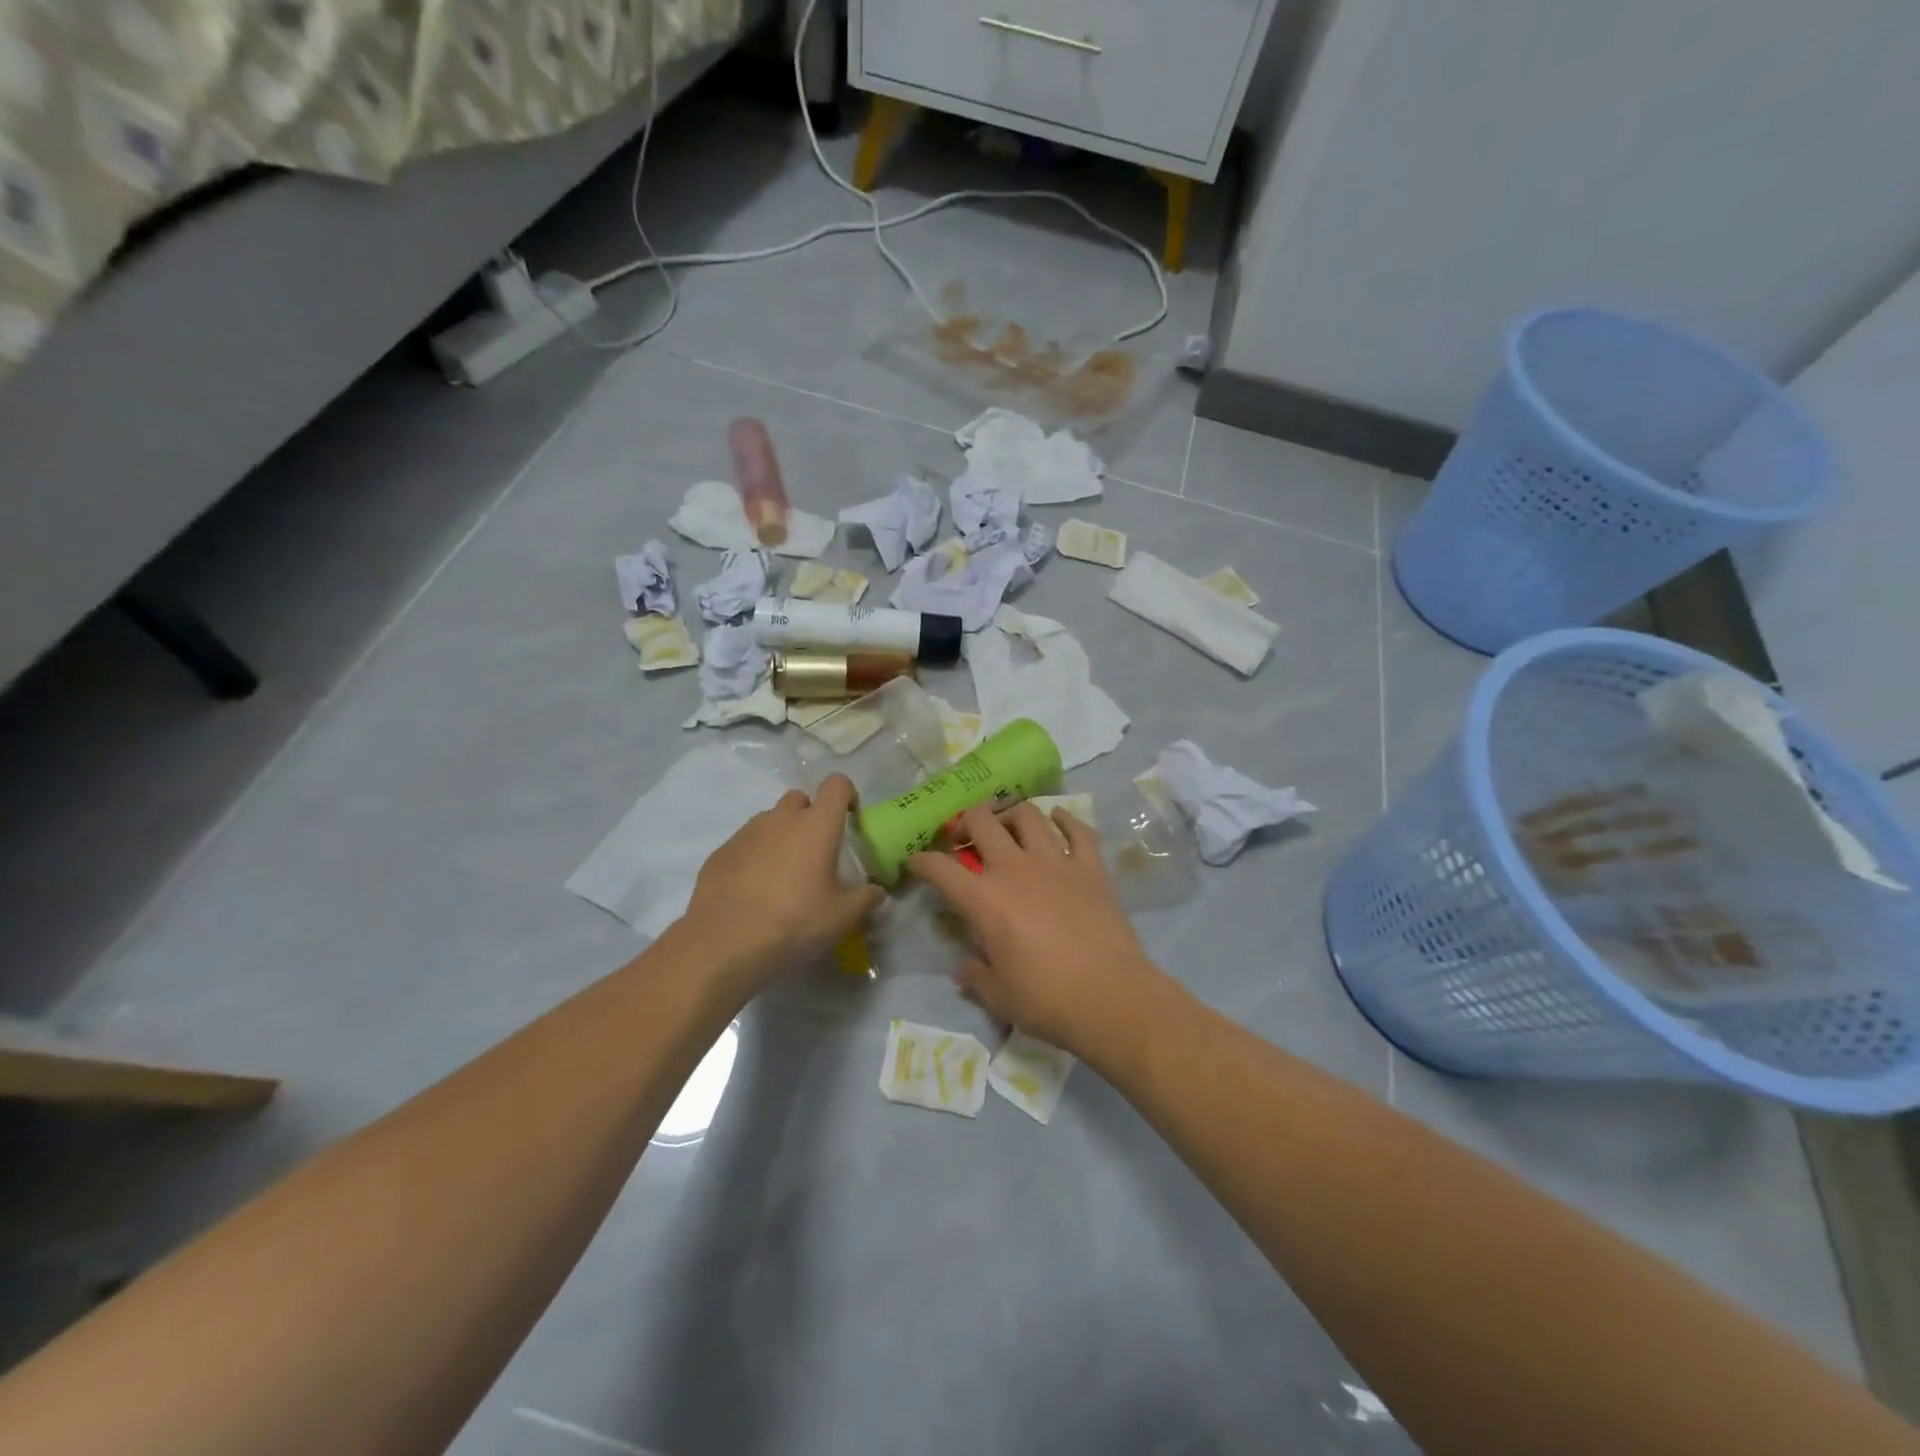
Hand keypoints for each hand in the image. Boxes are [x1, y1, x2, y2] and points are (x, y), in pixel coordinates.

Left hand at [680, 774, 883, 988]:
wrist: (725, 943)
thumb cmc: (794, 922)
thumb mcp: (843, 917)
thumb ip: (866, 898)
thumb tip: (876, 890)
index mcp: (817, 825)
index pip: (836, 784)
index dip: (847, 795)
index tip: (850, 819)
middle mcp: (781, 819)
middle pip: (800, 798)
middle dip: (810, 815)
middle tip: (815, 852)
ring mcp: (747, 833)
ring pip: (770, 820)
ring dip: (781, 835)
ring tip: (783, 874)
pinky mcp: (720, 852)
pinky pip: (745, 843)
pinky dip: (754, 855)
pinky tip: (754, 890)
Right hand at [908, 803, 1168, 1056]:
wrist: (1111, 997)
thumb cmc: (1047, 1000)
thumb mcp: (999, 996)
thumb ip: (975, 977)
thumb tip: (963, 970)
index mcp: (984, 900)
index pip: (939, 868)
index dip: (922, 861)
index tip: (917, 862)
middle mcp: (1015, 869)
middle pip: (982, 821)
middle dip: (966, 822)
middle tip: (966, 837)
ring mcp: (1056, 862)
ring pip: (1028, 815)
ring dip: (1012, 815)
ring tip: (1010, 827)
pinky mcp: (1091, 867)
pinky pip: (1078, 830)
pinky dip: (1066, 820)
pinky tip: (1059, 820)